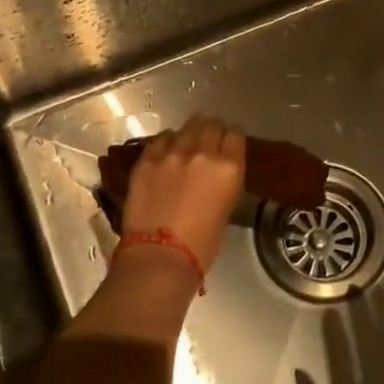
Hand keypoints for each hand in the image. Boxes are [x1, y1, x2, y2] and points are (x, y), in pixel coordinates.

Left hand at [121, 115, 246, 272]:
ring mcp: (172, 153)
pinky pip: (161, 139)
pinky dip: (166, 143)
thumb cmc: (201, 246)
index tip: (228, 142)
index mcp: (228, 167)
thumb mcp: (225, 209)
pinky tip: (165, 152)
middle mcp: (202, 152)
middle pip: (210, 125)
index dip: (231, 137)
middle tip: (208, 139)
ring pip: (185, 128)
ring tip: (185, 144)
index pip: (235, 134)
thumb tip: (215, 175)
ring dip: (189, 134)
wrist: (159, 258)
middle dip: (211, 130)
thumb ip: (222, 182)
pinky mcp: (147, 159)